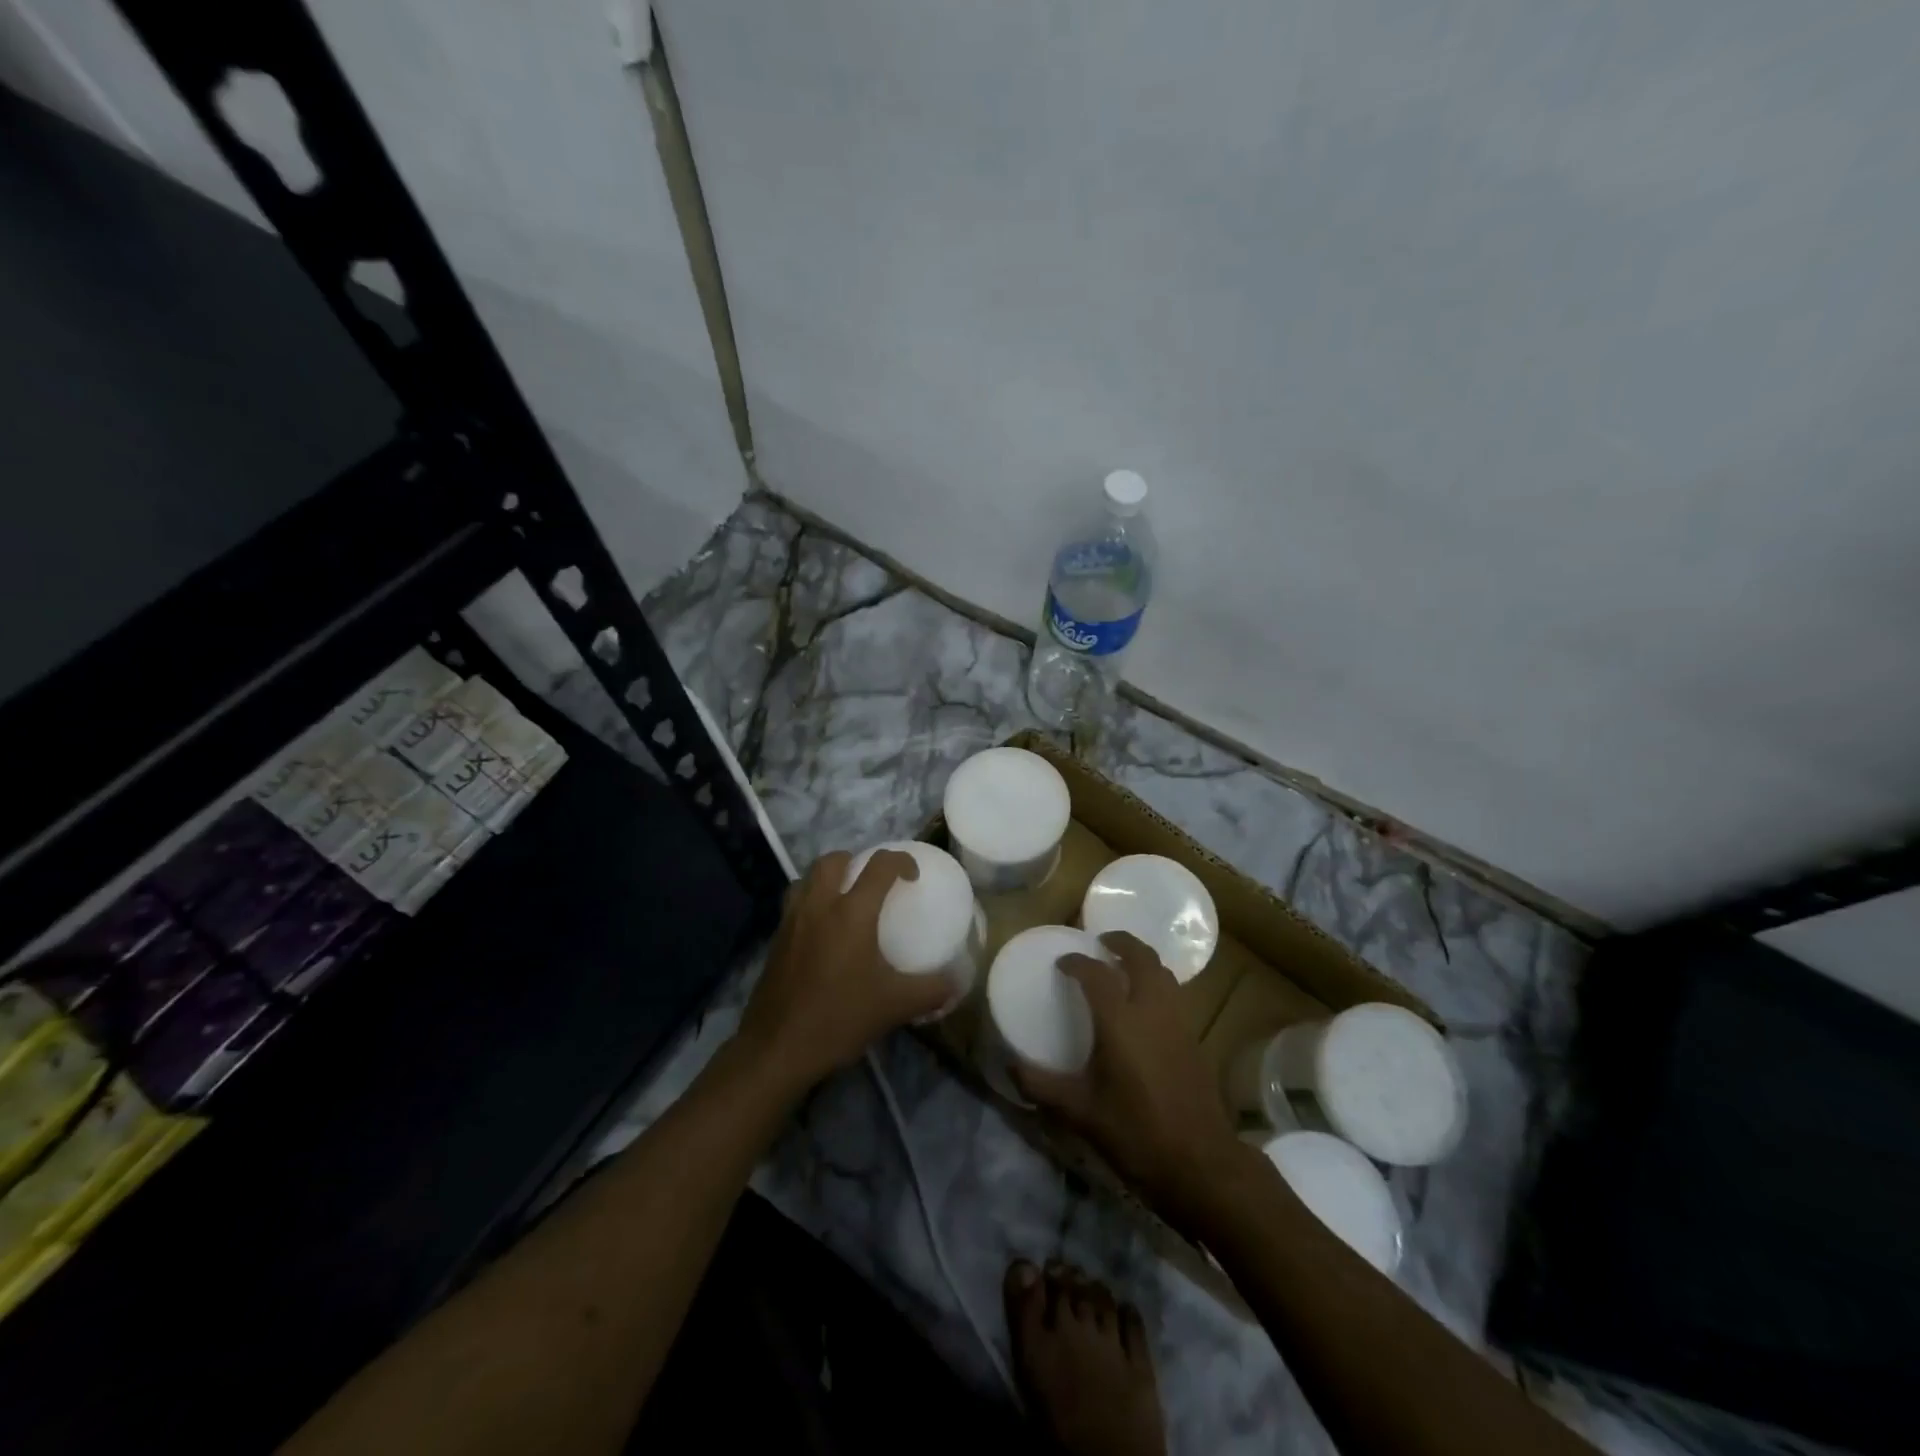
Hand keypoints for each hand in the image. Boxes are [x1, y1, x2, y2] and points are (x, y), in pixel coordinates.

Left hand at [736, 849, 952, 1093]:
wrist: (777, 1048)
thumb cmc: (839, 1018)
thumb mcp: (895, 1006)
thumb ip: (931, 990)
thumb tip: (957, 983)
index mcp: (851, 912)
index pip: (879, 866)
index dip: (900, 861)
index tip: (913, 875)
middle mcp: (819, 905)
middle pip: (833, 860)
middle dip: (856, 860)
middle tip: (873, 881)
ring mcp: (792, 920)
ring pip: (807, 877)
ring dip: (827, 877)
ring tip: (844, 898)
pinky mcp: (775, 939)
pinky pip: (794, 903)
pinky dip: (810, 901)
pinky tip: (823, 931)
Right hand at [1015, 931, 1246, 1219]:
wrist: (1201, 1163)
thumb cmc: (1136, 1132)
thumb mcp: (1080, 1112)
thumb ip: (1041, 1086)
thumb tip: (1009, 1065)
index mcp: (1121, 1021)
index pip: (1096, 973)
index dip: (1077, 962)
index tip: (1062, 962)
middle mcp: (1152, 1010)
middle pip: (1141, 957)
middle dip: (1121, 943)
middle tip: (1100, 943)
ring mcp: (1179, 1022)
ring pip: (1163, 972)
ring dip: (1142, 960)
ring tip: (1122, 966)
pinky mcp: (1194, 1038)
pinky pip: (1174, 994)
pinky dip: (1157, 983)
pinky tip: (1144, 1006)